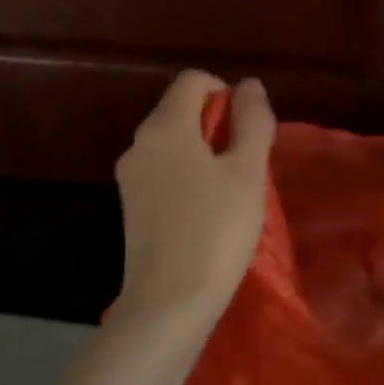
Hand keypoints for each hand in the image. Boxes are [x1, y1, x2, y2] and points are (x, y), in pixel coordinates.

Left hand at [113, 70, 275, 328]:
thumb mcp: (247, 171)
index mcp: (165, 126)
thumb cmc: (216, 230)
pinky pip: (164, 170)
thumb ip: (252, 121)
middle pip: (180, 109)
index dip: (225, 92)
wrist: (169, 303)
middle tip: (246, 162)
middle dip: (218, 124)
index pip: (193, 80)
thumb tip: (249, 85)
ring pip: (173, 142)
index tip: (248, 128)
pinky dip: (188, 174)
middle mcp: (139, 143)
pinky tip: (208, 210)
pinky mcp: (131, 205)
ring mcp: (131, 176)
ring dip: (205, 151)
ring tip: (231, 189)